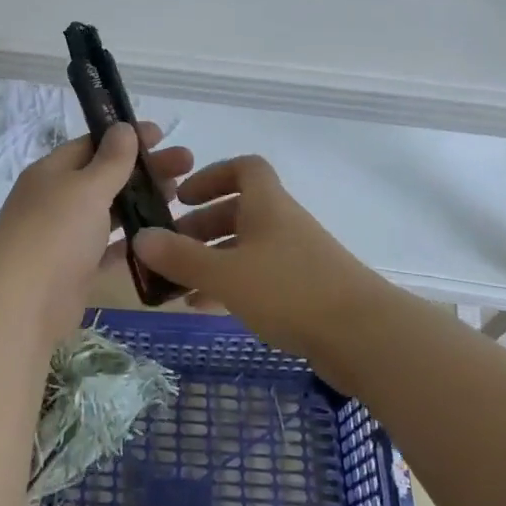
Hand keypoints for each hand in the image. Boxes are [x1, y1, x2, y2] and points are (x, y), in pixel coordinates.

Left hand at [0, 121, 193, 341]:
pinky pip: (110, 248)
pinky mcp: (77, 269)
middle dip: (143, 169)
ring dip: (141, 202)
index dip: (125, 137)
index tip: (162, 135)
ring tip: (179, 196)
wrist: (21, 303)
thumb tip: (123, 127)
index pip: (92, 144)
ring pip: (109, 211)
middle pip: (105, 176)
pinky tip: (163, 236)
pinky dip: (133, 241)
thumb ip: (110, 160)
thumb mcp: (86, 188)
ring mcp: (66, 236)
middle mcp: (57, 199)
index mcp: (52, 172)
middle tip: (186, 165)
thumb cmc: (54, 232)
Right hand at [133, 155, 378, 356]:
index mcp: (267, 205)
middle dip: (202, 225)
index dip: (212, 175)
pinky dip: (230, 285)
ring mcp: (296, 258)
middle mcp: (282, 223)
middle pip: (239, 210)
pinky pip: (258, 277)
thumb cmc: (289, 290)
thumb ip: (180, 257)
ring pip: (246, 247)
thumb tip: (140, 237)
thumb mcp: (225, 272)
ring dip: (212, 258)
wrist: (364, 337)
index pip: (244, 168)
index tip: (184, 197)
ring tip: (178, 282)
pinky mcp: (305, 291)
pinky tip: (205, 307)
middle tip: (171, 247)